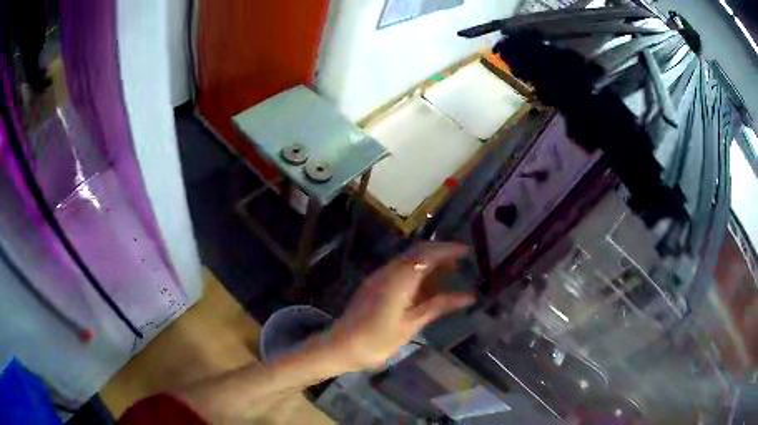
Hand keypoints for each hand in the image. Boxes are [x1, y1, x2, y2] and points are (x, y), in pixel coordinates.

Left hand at [321, 242, 474, 372]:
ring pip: (409, 260)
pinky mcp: (375, 285)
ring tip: (451, 273)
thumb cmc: (377, 341)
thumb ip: (438, 306)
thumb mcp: (411, 325)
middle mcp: (387, 272)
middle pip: (417, 252)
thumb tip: (468, 296)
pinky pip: (400, 271)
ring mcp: (379, 277)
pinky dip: (418, 273)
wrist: (341, 347)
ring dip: (429, 262)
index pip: (426, 254)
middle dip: (440, 253)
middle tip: (462, 261)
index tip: (467, 251)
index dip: (447, 249)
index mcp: (397, 280)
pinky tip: (428, 286)